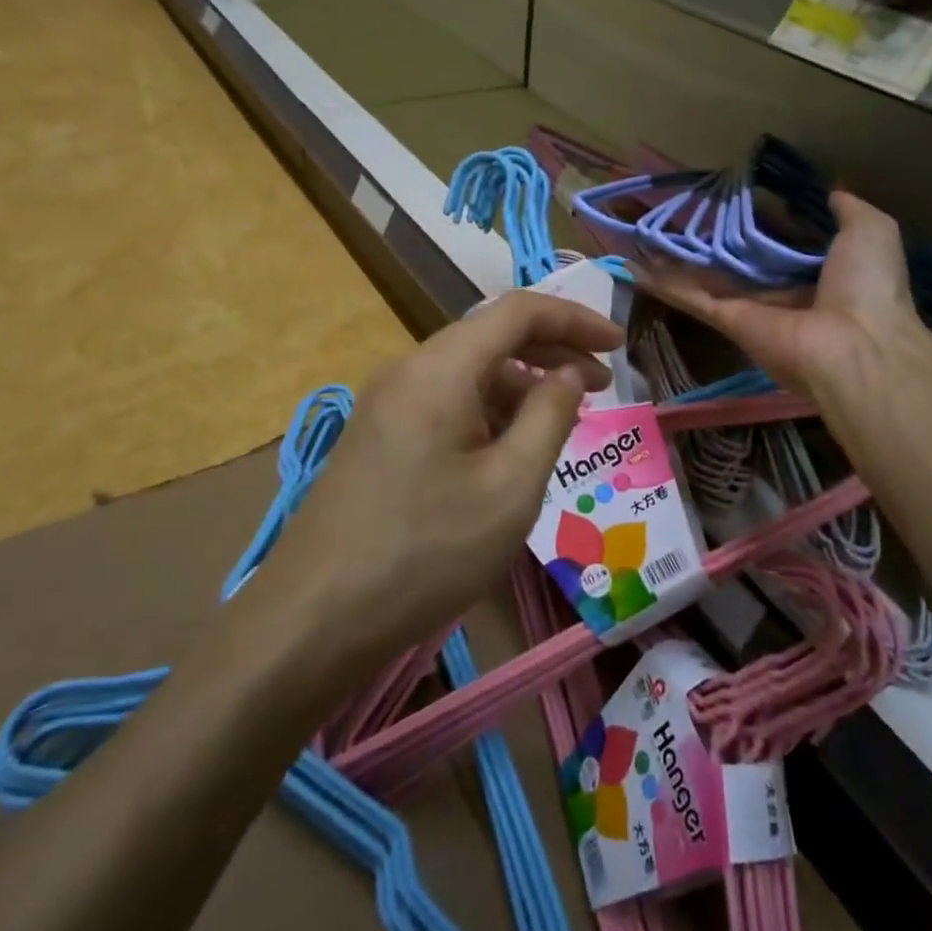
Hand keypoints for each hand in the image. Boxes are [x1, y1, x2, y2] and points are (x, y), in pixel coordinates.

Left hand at [267, 291, 623, 656]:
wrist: (312, 619)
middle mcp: (409, 370)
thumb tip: (570, 374)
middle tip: (602, 383)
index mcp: (441, 368)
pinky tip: (509, 448)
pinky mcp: (378, 436)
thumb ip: (550, 417)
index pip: (518, 311)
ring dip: (521, 383)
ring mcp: (387, 403)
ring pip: (468, 370)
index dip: (575, 318)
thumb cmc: (426, 551)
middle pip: (491, 335)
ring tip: (562, 420)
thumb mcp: (510, 487)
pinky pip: (445, 401)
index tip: (619, 344)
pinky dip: (489, 409)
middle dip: (552, 351)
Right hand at [634, 191, 931, 401]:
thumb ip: (849, 210)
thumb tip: (834, 190)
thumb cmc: (867, 285)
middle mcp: (780, 291)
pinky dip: (662, 282)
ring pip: (705, 277)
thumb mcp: (871, 231)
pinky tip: (633, 263)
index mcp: (817, 273)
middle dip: (707, 240)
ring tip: (642, 233)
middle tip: (674, 213)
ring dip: (674, 258)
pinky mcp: (727, 320)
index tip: (728, 200)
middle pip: (735, 261)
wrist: (855, 344)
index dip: (755, 222)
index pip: (778, 244)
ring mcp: (750, 308)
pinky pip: (691, 297)